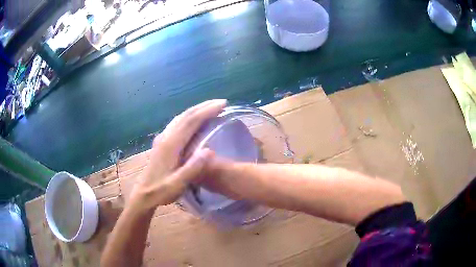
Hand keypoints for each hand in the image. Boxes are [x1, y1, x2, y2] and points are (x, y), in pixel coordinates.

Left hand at [128, 100, 225, 211]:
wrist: (144, 193)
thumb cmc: (161, 190)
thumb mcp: (178, 184)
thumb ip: (192, 168)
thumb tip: (209, 151)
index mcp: (171, 144)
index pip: (191, 121)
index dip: (207, 111)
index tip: (223, 104)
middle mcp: (166, 136)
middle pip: (186, 115)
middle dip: (204, 107)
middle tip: (221, 103)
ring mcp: (162, 138)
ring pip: (181, 117)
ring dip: (197, 110)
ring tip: (211, 108)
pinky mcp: (162, 142)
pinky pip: (177, 123)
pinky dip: (189, 117)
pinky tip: (194, 120)